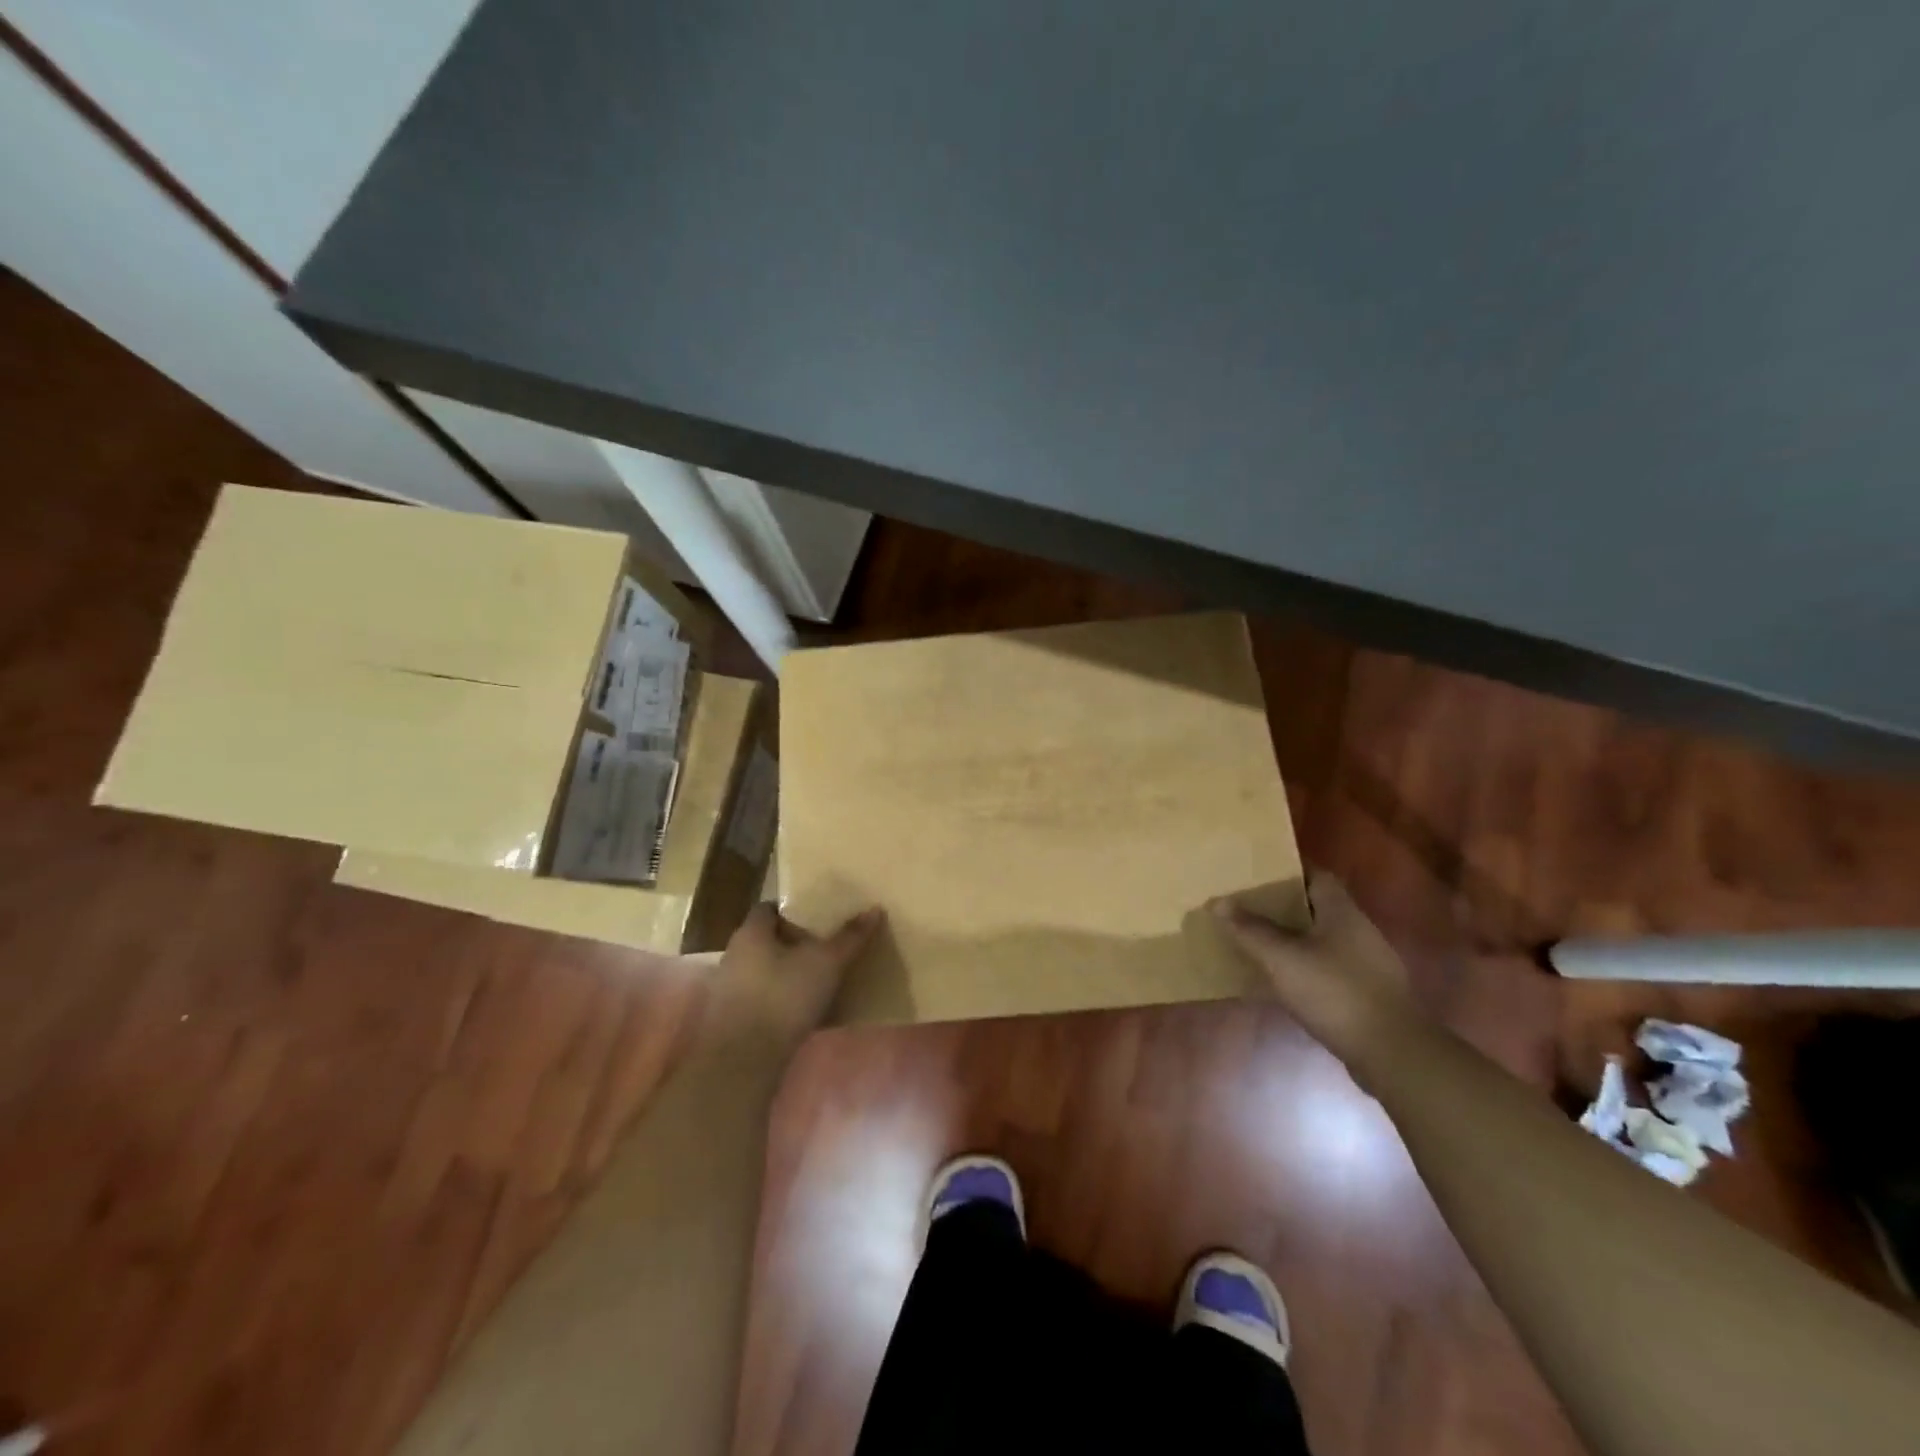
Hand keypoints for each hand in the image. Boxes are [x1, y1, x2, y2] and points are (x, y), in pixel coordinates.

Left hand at [705, 902, 884, 1051]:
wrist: (743, 1061)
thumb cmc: (783, 997)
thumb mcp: (826, 963)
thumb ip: (850, 937)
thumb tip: (874, 909)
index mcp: (751, 932)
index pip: (769, 908)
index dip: (794, 911)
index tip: (819, 919)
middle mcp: (735, 954)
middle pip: (767, 939)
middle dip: (794, 943)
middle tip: (826, 947)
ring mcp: (730, 989)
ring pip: (765, 970)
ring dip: (788, 973)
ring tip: (821, 980)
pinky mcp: (733, 1019)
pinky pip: (762, 998)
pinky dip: (782, 998)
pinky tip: (805, 1011)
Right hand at [1211, 874, 1417, 1078]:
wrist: (1392, 1053)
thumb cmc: (1334, 992)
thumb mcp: (1282, 959)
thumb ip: (1250, 930)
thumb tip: (1218, 902)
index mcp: (1342, 911)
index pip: (1316, 875)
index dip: (1287, 871)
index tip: (1256, 873)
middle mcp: (1358, 930)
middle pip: (1317, 906)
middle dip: (1283, 905)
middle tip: (1247, 906)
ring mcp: (1367, 963)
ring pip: (1322, 938)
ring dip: (1293, 937)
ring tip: (1258, 941)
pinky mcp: (1367, 992)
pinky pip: (1328, 967)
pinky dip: (1305, 966)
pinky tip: (1283, 980)